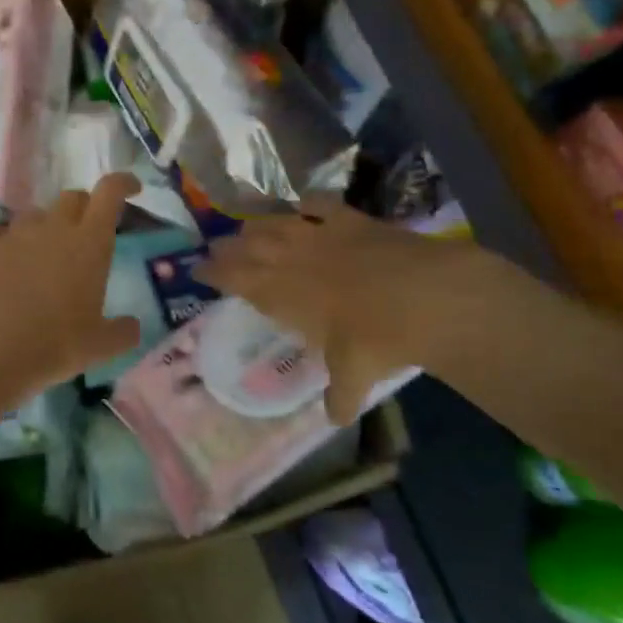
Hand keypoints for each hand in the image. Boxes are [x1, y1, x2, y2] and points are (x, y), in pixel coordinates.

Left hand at [0, 175, 143, 400]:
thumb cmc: (54, 346)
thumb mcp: (99, 347)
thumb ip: (122, 332)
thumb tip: (132, 326)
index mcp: (89, 243)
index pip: (109, 193)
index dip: (122, 183)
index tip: (131, 188)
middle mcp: (52, 228)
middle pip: (71, 198)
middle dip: (83, 209)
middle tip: (86, 235)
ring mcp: (13, 235)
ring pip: (33, 214)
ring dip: (43, 226)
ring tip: (42, 254)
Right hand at [196, 197, 519, 422]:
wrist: (424, 298)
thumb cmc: (375, 341)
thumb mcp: (353, 375)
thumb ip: (340, 396)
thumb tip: (336, 420)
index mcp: (279, 295)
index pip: (233, 279)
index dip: (213, 273)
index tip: (198, 269)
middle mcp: (290, 260)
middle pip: (247, 246)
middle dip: (227, 246)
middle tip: (216, 247)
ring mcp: (319, 235)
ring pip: (275, 222)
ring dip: (257, 224)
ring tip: (247, 227)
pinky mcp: (350, 219)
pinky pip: (320, 203)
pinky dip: (307, 202)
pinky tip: (303, 202)